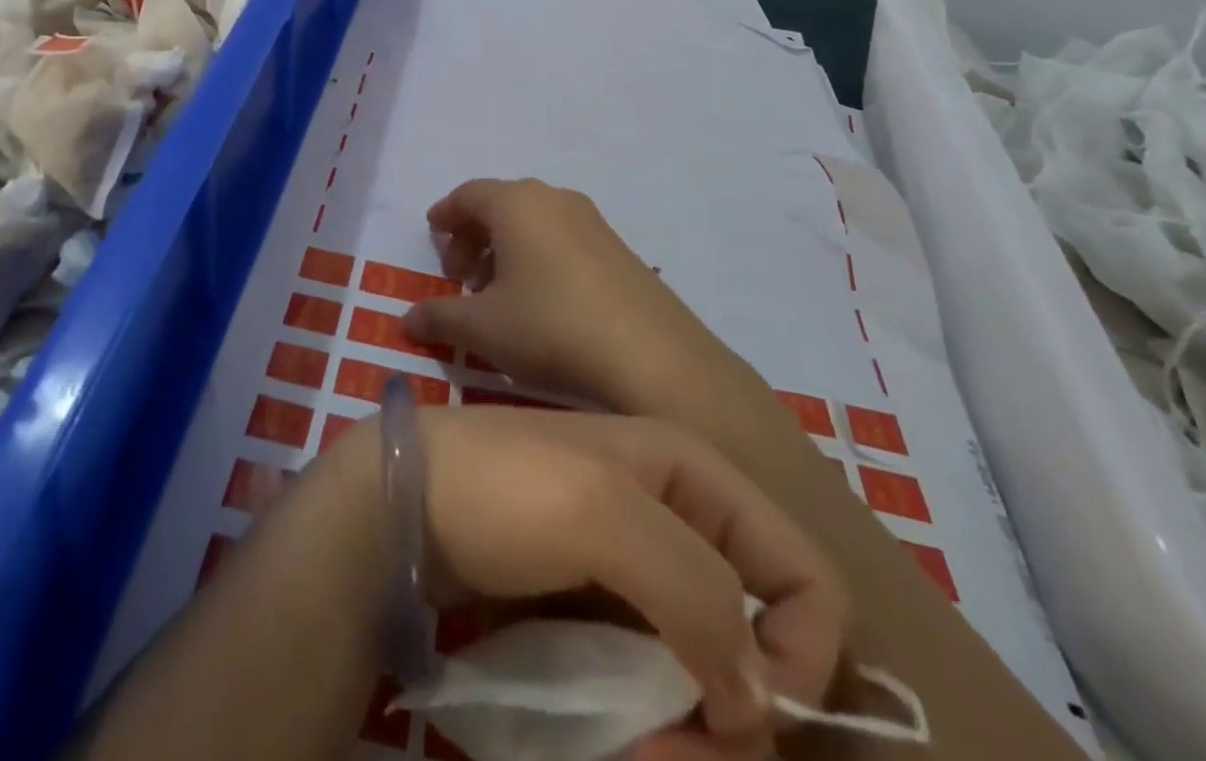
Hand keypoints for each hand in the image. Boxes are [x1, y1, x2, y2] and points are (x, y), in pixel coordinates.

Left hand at [381, 405, 846, 755]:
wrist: (404, 503)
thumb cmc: (505, 488)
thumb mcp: (602, 513)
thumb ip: (695, 589)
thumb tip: (759, 696)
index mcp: (690, 473)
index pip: (801, 571)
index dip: (801, 654)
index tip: (745, 715)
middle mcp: (674, 517)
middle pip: (757, 636)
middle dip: (737, 713)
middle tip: (677, 754)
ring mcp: (631, 566)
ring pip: (706, 670)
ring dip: (690, 732)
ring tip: (636, 752)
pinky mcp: (594, 606)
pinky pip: (651, 676)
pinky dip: (647, 720)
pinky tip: (614, 738)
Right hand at [407, 179, 762, 418]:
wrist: (653, 358)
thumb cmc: (550, 328)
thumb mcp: (482, 328)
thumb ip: (438, 316)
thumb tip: (407, 318)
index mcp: (516, 203)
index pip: (467, 194)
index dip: (445, 214)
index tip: (433, 235)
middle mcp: (554, 198)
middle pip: (500, 204)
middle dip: (473, 234)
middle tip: (460, 275)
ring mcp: (592, 220)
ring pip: (534, 221)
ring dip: (506, 247)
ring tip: (497, 292)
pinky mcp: (618, 247)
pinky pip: (562, 237)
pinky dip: (539, 255)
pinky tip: (540, 300)